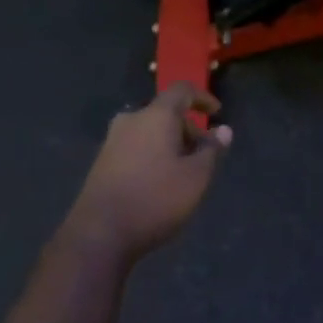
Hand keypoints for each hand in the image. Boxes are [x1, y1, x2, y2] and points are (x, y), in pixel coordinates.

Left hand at [64, 83, 232, 260]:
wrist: (100, 232)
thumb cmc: (156, 199)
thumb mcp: (196, 177)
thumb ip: (211, 150)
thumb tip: (223, 130)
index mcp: (155, 116)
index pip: (182, 90)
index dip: (202, 97)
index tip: (217, 113)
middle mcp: (131, 120)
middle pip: (165, 112)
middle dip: (188, 128)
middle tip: (204, 155)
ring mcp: (112, 140)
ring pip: (149, 131)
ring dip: (170, 143)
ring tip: (184, 172)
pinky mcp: (102, 161)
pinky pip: (135, 146)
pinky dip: (153, 154)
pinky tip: (160, 182)